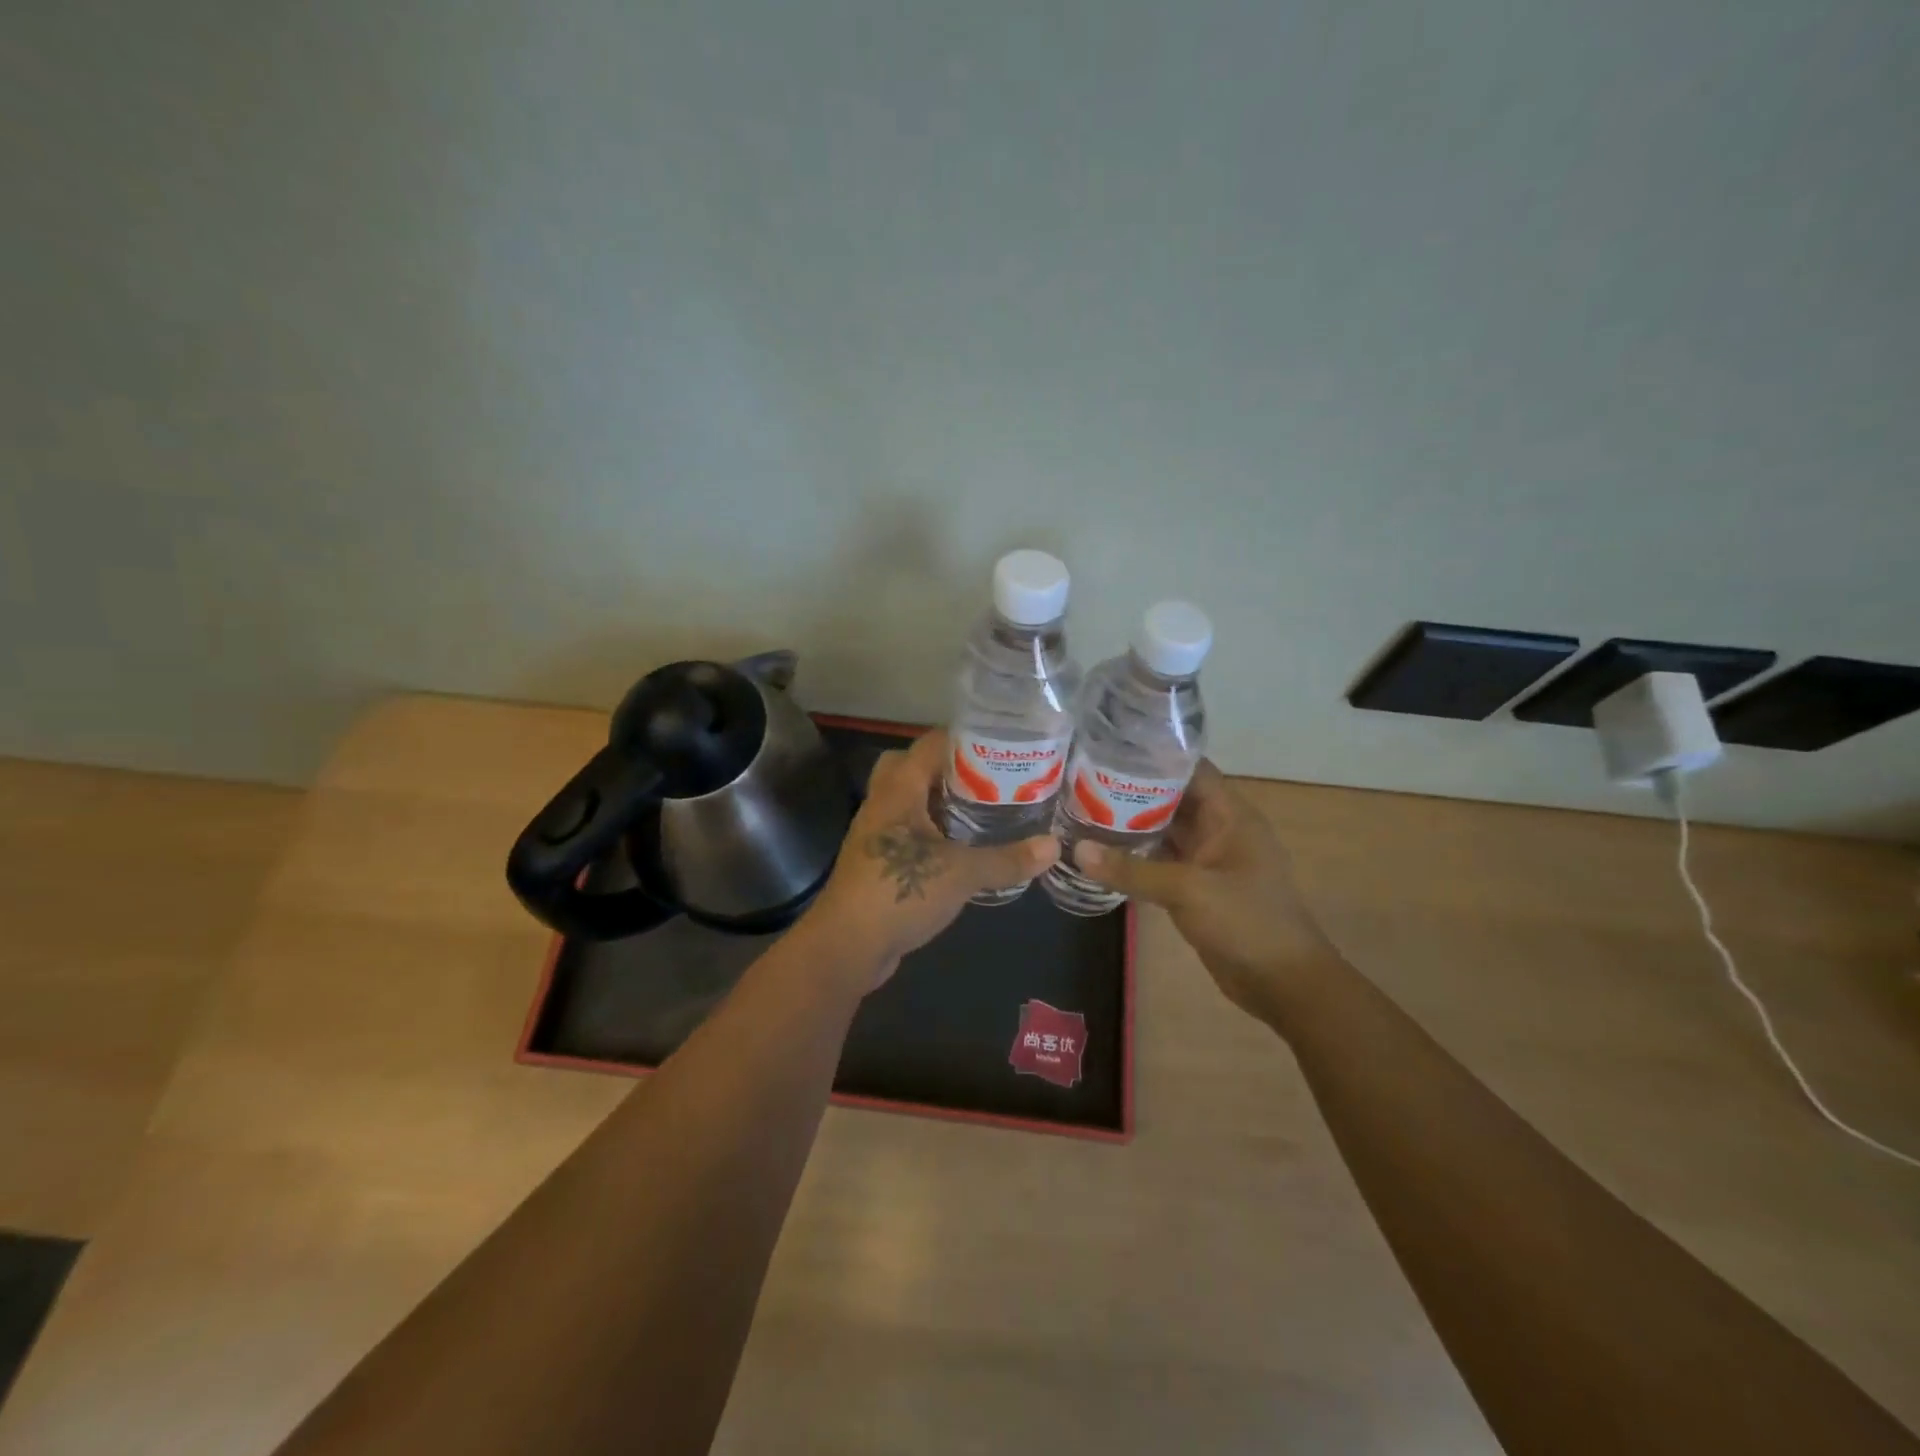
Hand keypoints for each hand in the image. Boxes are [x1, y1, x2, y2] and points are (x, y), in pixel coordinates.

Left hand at [801, 729, 1059, 987]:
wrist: (846, 946)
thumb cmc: (899, 893)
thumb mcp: (962, 874)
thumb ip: (1007, 859)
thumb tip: (1054, 846)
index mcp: (898, 790)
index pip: (929, 744)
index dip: (964, 738)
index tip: (1002, 745)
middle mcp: (883, 803)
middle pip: (912, 766)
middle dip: (948, 768)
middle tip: (988, 778)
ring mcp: (877, 833)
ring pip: (909, 801)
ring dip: (939, 801)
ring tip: (984, 808)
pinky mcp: (877, 862)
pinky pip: (908, 831)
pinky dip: (932, 831)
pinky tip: (962, 848)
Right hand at [1073, 761, 1336, 1023]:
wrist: (1283, 983)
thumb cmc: (1247, 922)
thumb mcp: (1189, 890)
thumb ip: (1133, 869)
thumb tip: (1076, 849)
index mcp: (1230, 815)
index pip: (1191, 769)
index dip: (1155, 756)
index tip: (1110, 748)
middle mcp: (1219, 830)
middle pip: (1172, 798)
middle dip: (1133, 789)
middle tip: (1083, 779)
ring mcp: (1207, 860)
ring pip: (1164, 831)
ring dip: (1130, 823)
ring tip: (1083, 808)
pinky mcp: (1196, 887)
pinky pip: (1161, 862)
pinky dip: (1135, 856)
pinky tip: (1100, 852)